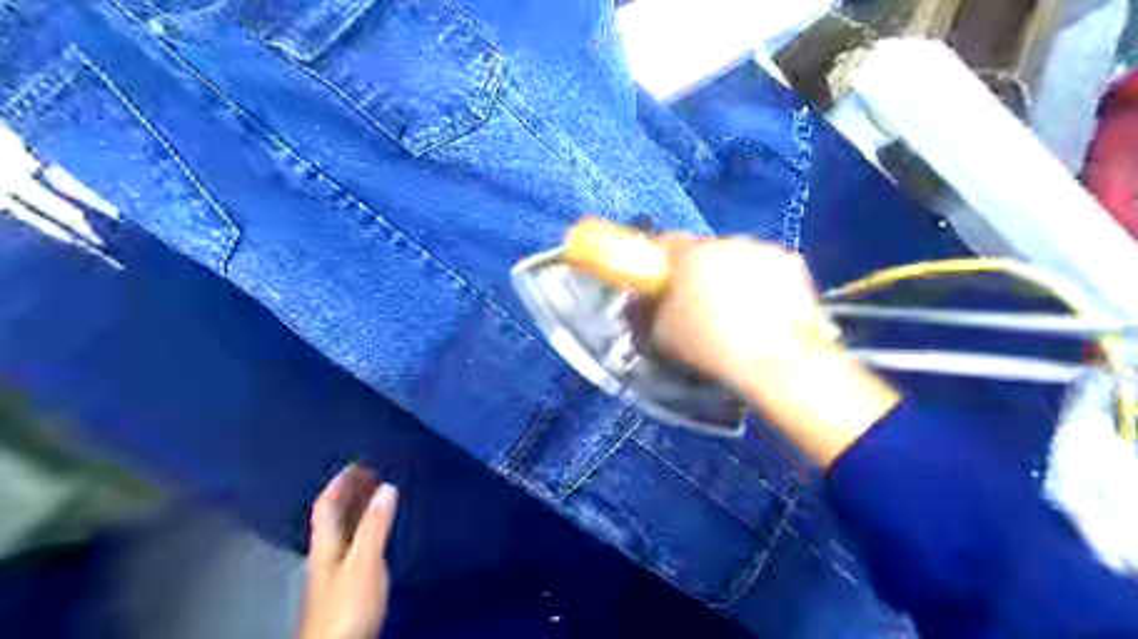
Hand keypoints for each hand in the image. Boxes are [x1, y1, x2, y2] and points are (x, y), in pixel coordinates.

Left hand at [296, 463, 399, 637]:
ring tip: (379, 495)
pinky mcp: (346, 587)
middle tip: (373, 474)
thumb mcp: (364, 562)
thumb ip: (374, 526)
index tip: (359, 463)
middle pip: (334, 517)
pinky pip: (354, 545)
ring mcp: (334, 573)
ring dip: (359, 510)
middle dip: (351, 493)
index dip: (340, 482)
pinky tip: (379, 534)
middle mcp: (326, 556)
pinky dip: (366, 530)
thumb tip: (387, 487)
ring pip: (344, 531)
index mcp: (325, 546)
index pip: (326, 505)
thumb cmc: (346, 606)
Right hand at [649, 237, 896, 466]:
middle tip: (696, 304)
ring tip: (733, 312)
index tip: (657, 284)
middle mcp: (725, 241)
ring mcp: (762, 249)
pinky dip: (760, 284)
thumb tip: (646, 303)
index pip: (664, 244)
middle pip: (703, 250)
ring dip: (729, 276)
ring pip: (736, 258)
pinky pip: (764, 268)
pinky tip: (761, 312)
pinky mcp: (792, 264)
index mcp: (689, 254)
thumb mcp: (660, 336)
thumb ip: (649, 311)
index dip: (658, 265)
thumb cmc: (708, 347)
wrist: (774, 362)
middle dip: (697, 272)